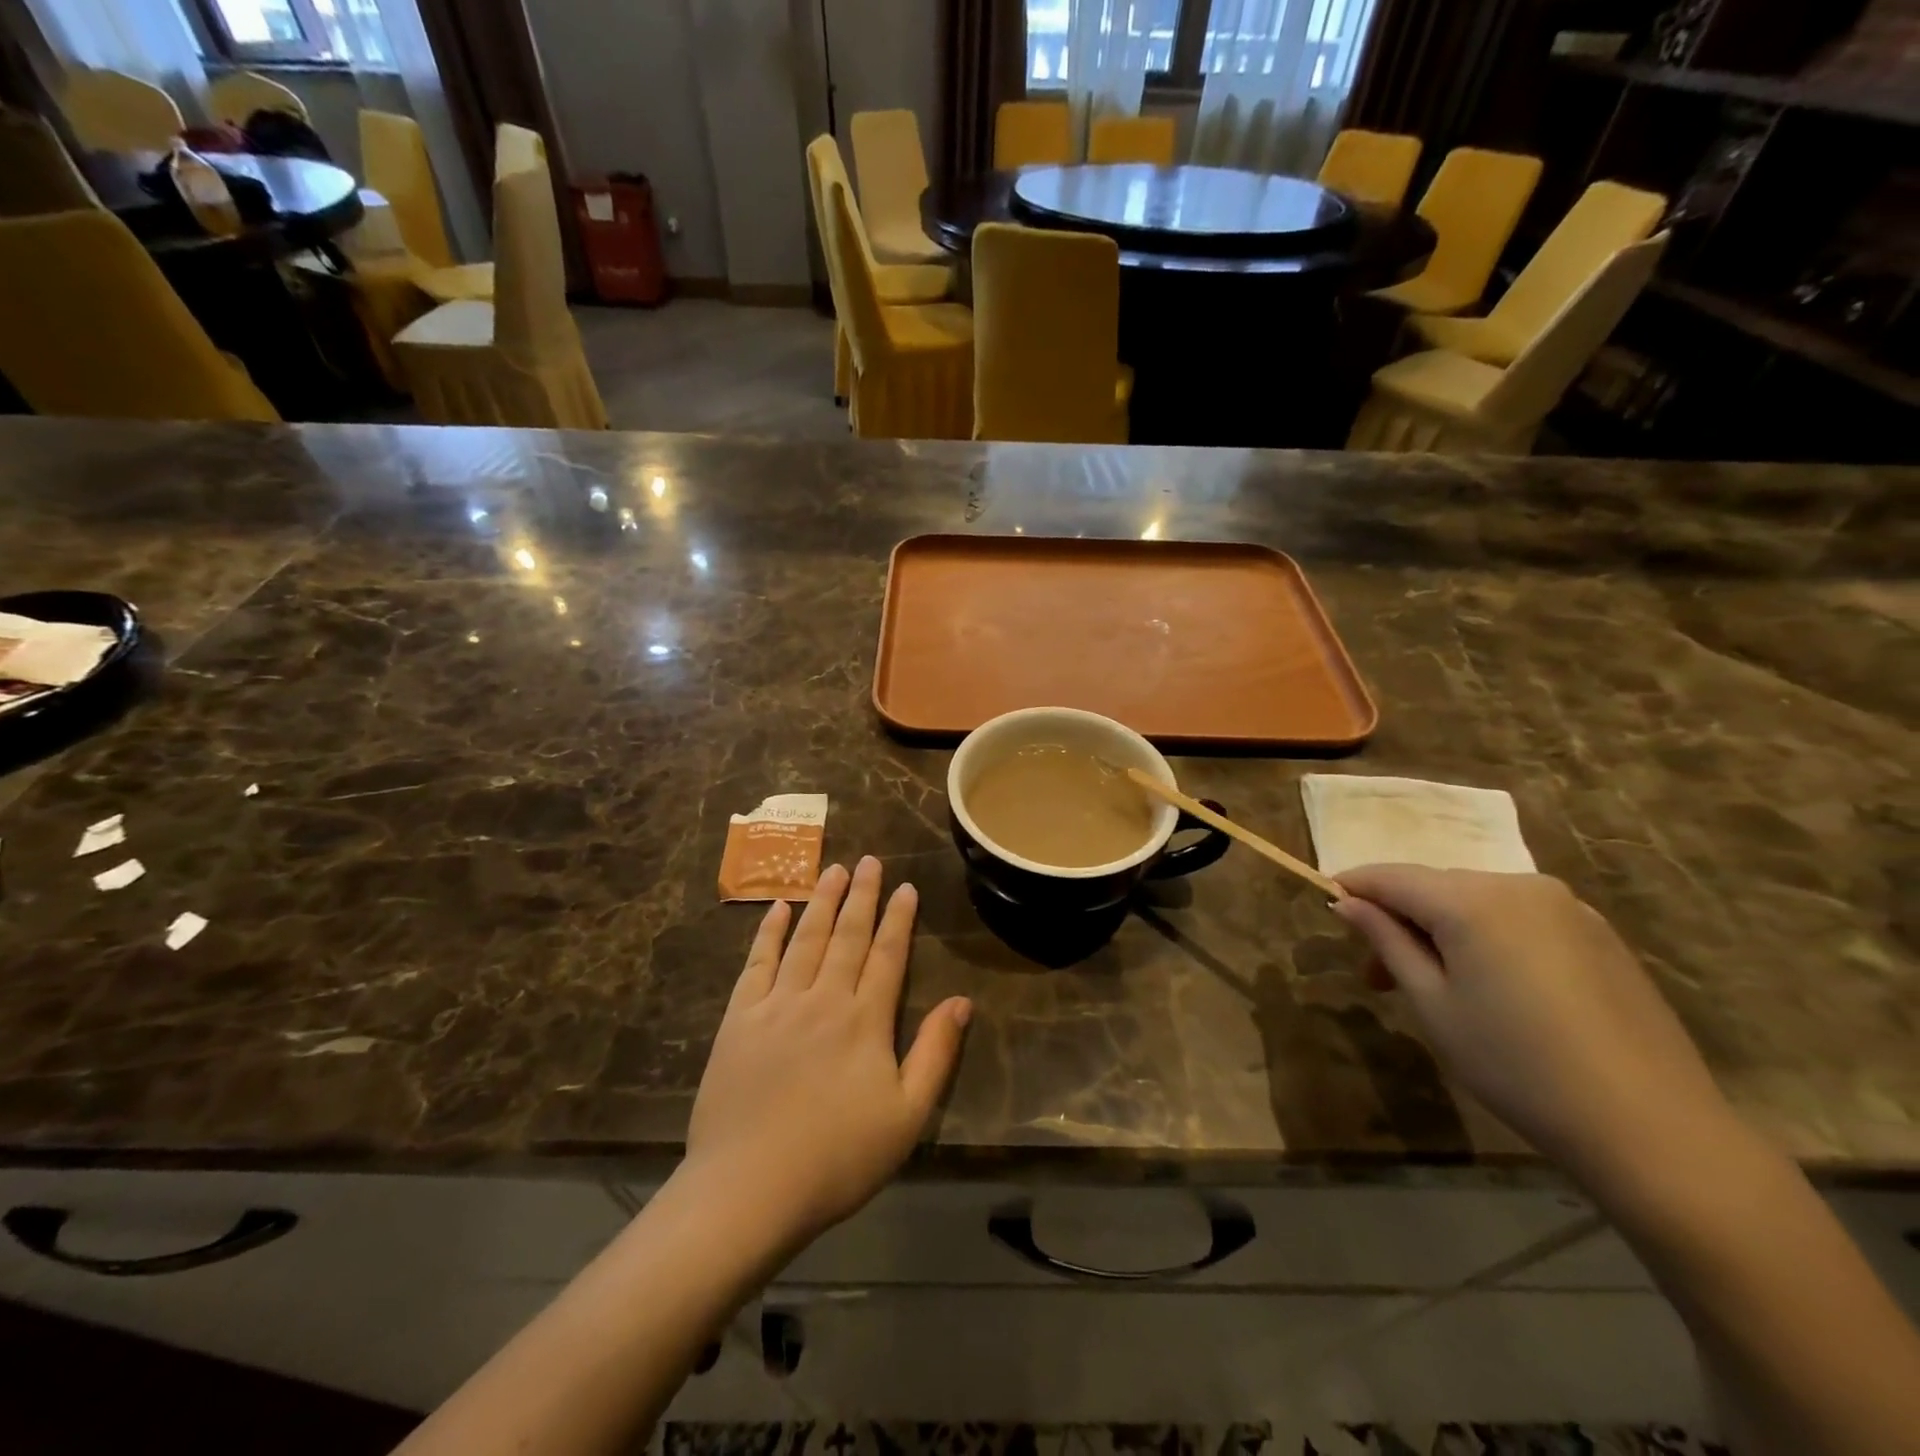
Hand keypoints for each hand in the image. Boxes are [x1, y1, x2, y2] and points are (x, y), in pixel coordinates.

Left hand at [683, 857, 972, 1253]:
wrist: (748, 1189)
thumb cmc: (837, 1158)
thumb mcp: (906, 1116)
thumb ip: (935, 1053)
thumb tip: (961, 1001)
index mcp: (865, 1021)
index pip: (888, 955)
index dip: (898, 919)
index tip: (906, 887)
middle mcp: (824, 999)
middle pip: (847, 936)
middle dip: (862, 896)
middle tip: (870, 861)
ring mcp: (777, 1005)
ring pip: (806, 940)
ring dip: (822, 902)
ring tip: (834, 869)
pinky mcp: (739, 1019)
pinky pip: (757, 963)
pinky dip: (769, 933)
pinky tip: (778, 909)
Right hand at [1332, 866, 1734, 1185]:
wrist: (1653, 1128)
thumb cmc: (1517, 1065)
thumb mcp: (1432, 1004)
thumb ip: (1386, 942)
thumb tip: (1347, 902)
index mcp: (1472, 900)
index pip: (1391, 876)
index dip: (1353, 887)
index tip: (1325, 904)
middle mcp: (1519, 885)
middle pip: (1436, 887)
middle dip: (1399, 919)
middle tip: (1378, 975)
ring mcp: (1567, 907)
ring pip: (1478, 902)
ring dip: (1443, 930)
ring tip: (1434, 986)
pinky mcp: (1599, 934)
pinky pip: (1520, 919)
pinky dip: (1488, 938)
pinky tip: (1495, 988)